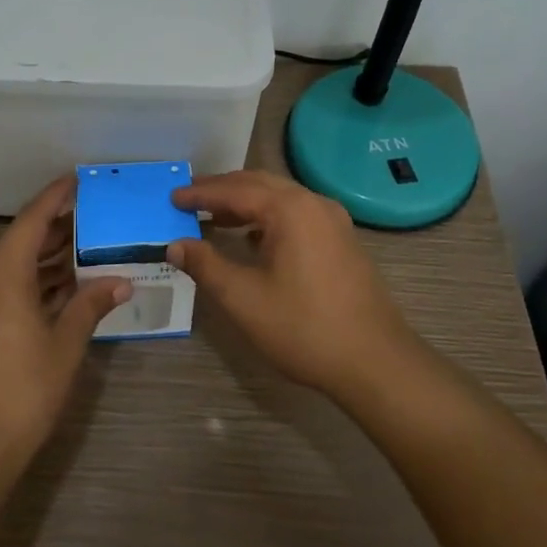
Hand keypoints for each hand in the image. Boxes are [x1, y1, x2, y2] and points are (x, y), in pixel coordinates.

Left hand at [0, 175, 130, 473]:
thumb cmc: (22, 393)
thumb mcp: (65, 346)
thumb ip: (90, 305)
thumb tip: (121, 281)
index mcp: (2, 275)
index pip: (32, 220)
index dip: (54, 197)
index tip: (76, 180)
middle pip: (21, 243)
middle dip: (56, 232)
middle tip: (93, 222)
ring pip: (10, 270)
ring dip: (44, 263)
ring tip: (84, 255)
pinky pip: (0, 291)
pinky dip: (28, 286)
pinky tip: (57, 292)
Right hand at [168, 170, 418, 400]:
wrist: (375, 362)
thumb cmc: (304, 328)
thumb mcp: (243, 298)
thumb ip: (206, 265)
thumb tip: (175, 244)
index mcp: (290, 209)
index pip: (235, 190)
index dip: (200, 194)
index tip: (171, 198)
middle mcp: (313, 203)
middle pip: (259, 184)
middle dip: (222, 190)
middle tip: (189, 199)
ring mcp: (333, 221)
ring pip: (280, 198)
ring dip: (245, 203)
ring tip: (213, 216)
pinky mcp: (342, 241)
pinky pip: (296, 214)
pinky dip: (267, 217)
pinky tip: (252, 238)